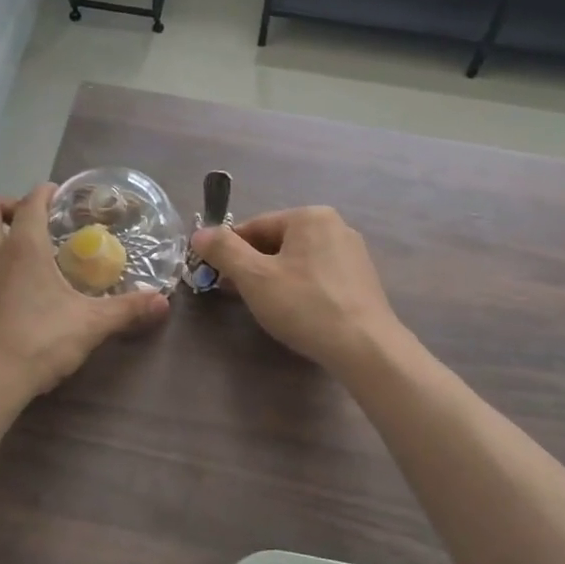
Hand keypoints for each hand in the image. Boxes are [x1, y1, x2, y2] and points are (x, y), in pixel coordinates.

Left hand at [0, 184, 167, 401]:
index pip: (30, 203)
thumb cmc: (36, 343)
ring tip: (20, 283)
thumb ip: (126, 310)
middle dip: (5, 205)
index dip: (43, 193)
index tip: (55, 195)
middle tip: (27, 223)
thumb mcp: (90, 326)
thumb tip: (163, 302)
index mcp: (23, 250)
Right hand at [189, 206, 404, 374]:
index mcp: (310, 216)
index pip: (255, 226)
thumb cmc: (305, 305)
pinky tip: (294, 312)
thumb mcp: (254, 277)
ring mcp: (352, 253)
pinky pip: (318, 276)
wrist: (365, 347)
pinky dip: (299, 288)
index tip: (215, 275)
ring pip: (297, 260)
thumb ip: (223, 250)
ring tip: (262, 306)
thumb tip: (200, 233)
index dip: (229, 250)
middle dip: (251, 265)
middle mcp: (335, 226)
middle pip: (277, 241)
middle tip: (234, 293)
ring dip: (273, 278)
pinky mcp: (361, 280)